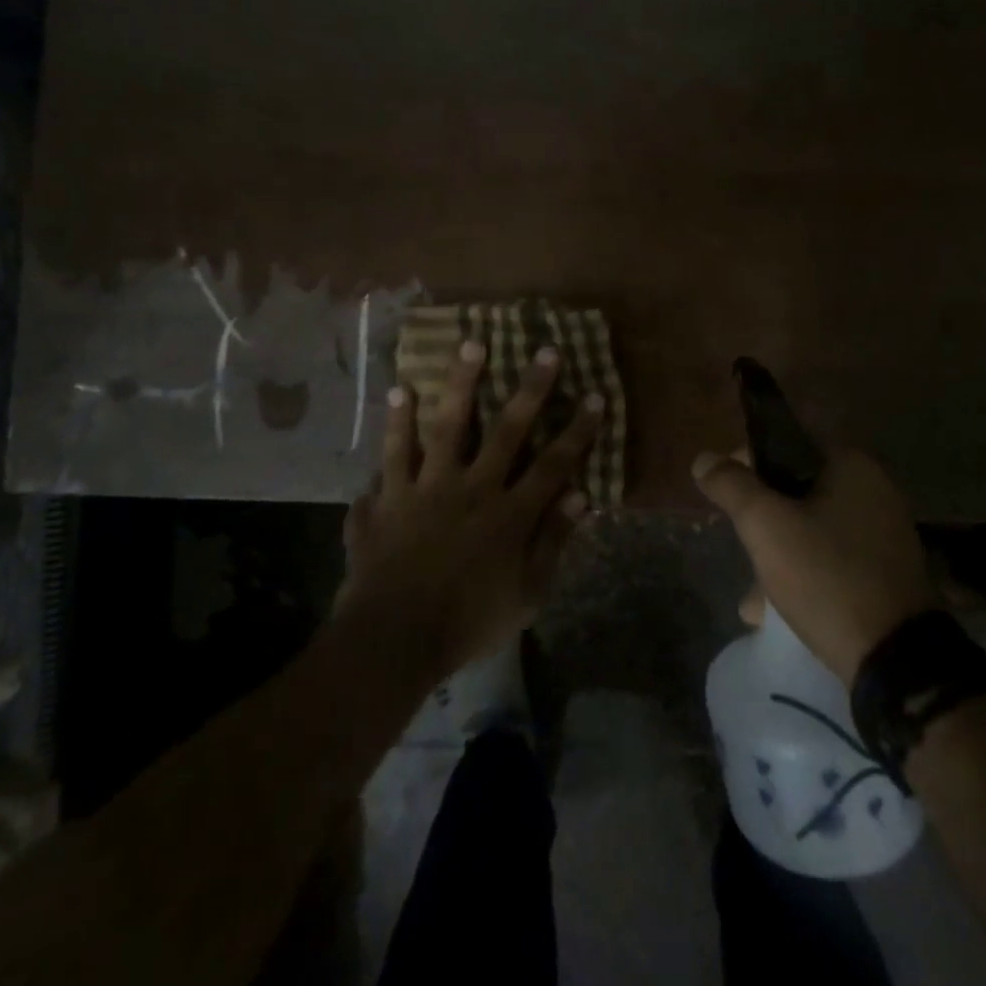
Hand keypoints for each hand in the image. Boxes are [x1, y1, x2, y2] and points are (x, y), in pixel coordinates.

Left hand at [338, 339, 602, 679]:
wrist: (394, 641)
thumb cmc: (467, 623)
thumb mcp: (526, 595)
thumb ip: (551, 543)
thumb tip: (580, 496)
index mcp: (509, 515)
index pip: (554, 464)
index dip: (578, 430)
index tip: (595, 396)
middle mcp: (472, 489)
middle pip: (507, 431)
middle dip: (531, 390)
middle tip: (545, 351)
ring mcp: (427, 489)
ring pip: (447, 426)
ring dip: (460, 384)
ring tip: (470, 345)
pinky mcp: (390, 497)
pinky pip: (392, 454)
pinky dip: (395, 424)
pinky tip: (397, 390)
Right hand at [693, 447, 941, 684]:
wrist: (897, 663)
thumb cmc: (827, 577)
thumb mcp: (766, 526)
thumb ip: (731, 486)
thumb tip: (704, 459)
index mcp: (851, 466)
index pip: (785, 443)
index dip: (746, 463)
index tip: (724, 494)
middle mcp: (874, 491)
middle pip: (795, 490)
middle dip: (760, 520)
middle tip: (740, 546)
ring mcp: (883, 535)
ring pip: (810, 529)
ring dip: (777, 554)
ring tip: (752, 598)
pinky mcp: (886, 575)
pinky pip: (831, 561)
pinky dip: (803, 575)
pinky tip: (776, 613)